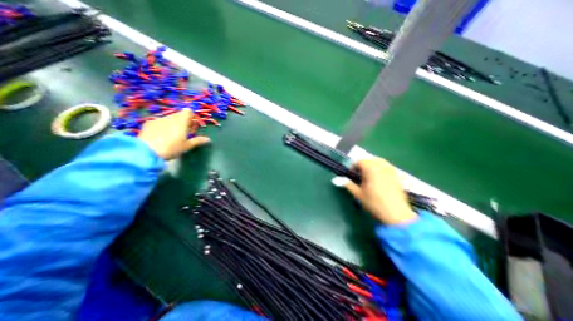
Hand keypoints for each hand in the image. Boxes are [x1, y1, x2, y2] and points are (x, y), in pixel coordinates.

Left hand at [138, 109, 209, 160]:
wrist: (146, 151)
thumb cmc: (171, 148)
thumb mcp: (187, 146)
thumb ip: (198, 141)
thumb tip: (208, 139)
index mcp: (181, 121)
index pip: (188, 112)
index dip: (191, 118)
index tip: (192, 127)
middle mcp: (170, 117)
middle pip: (179, 115)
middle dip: (183, 122)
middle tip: (184, 133)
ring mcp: (158, 119)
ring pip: (169, 118)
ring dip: (173, 124)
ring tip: (172, 136)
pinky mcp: (148, 123)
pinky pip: (159, 122)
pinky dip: (162, 126)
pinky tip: (160, 137)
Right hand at [345, 159, 417, 223]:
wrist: (396, 215)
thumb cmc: (374, 203)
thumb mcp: (358, 194)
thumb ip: (347, 184)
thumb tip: (335, 179)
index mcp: (371, 169)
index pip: (359, 161)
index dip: (353, 167)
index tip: (351, 174)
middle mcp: (382, 166)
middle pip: (369, 160)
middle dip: (363, 165)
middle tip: (359, 176)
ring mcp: (391, 170)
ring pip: (379, 162)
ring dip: (372, 166)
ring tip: (368, 176)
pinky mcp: (397, 176)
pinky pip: (387, 167)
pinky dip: (380, 169)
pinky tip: (379, 179)